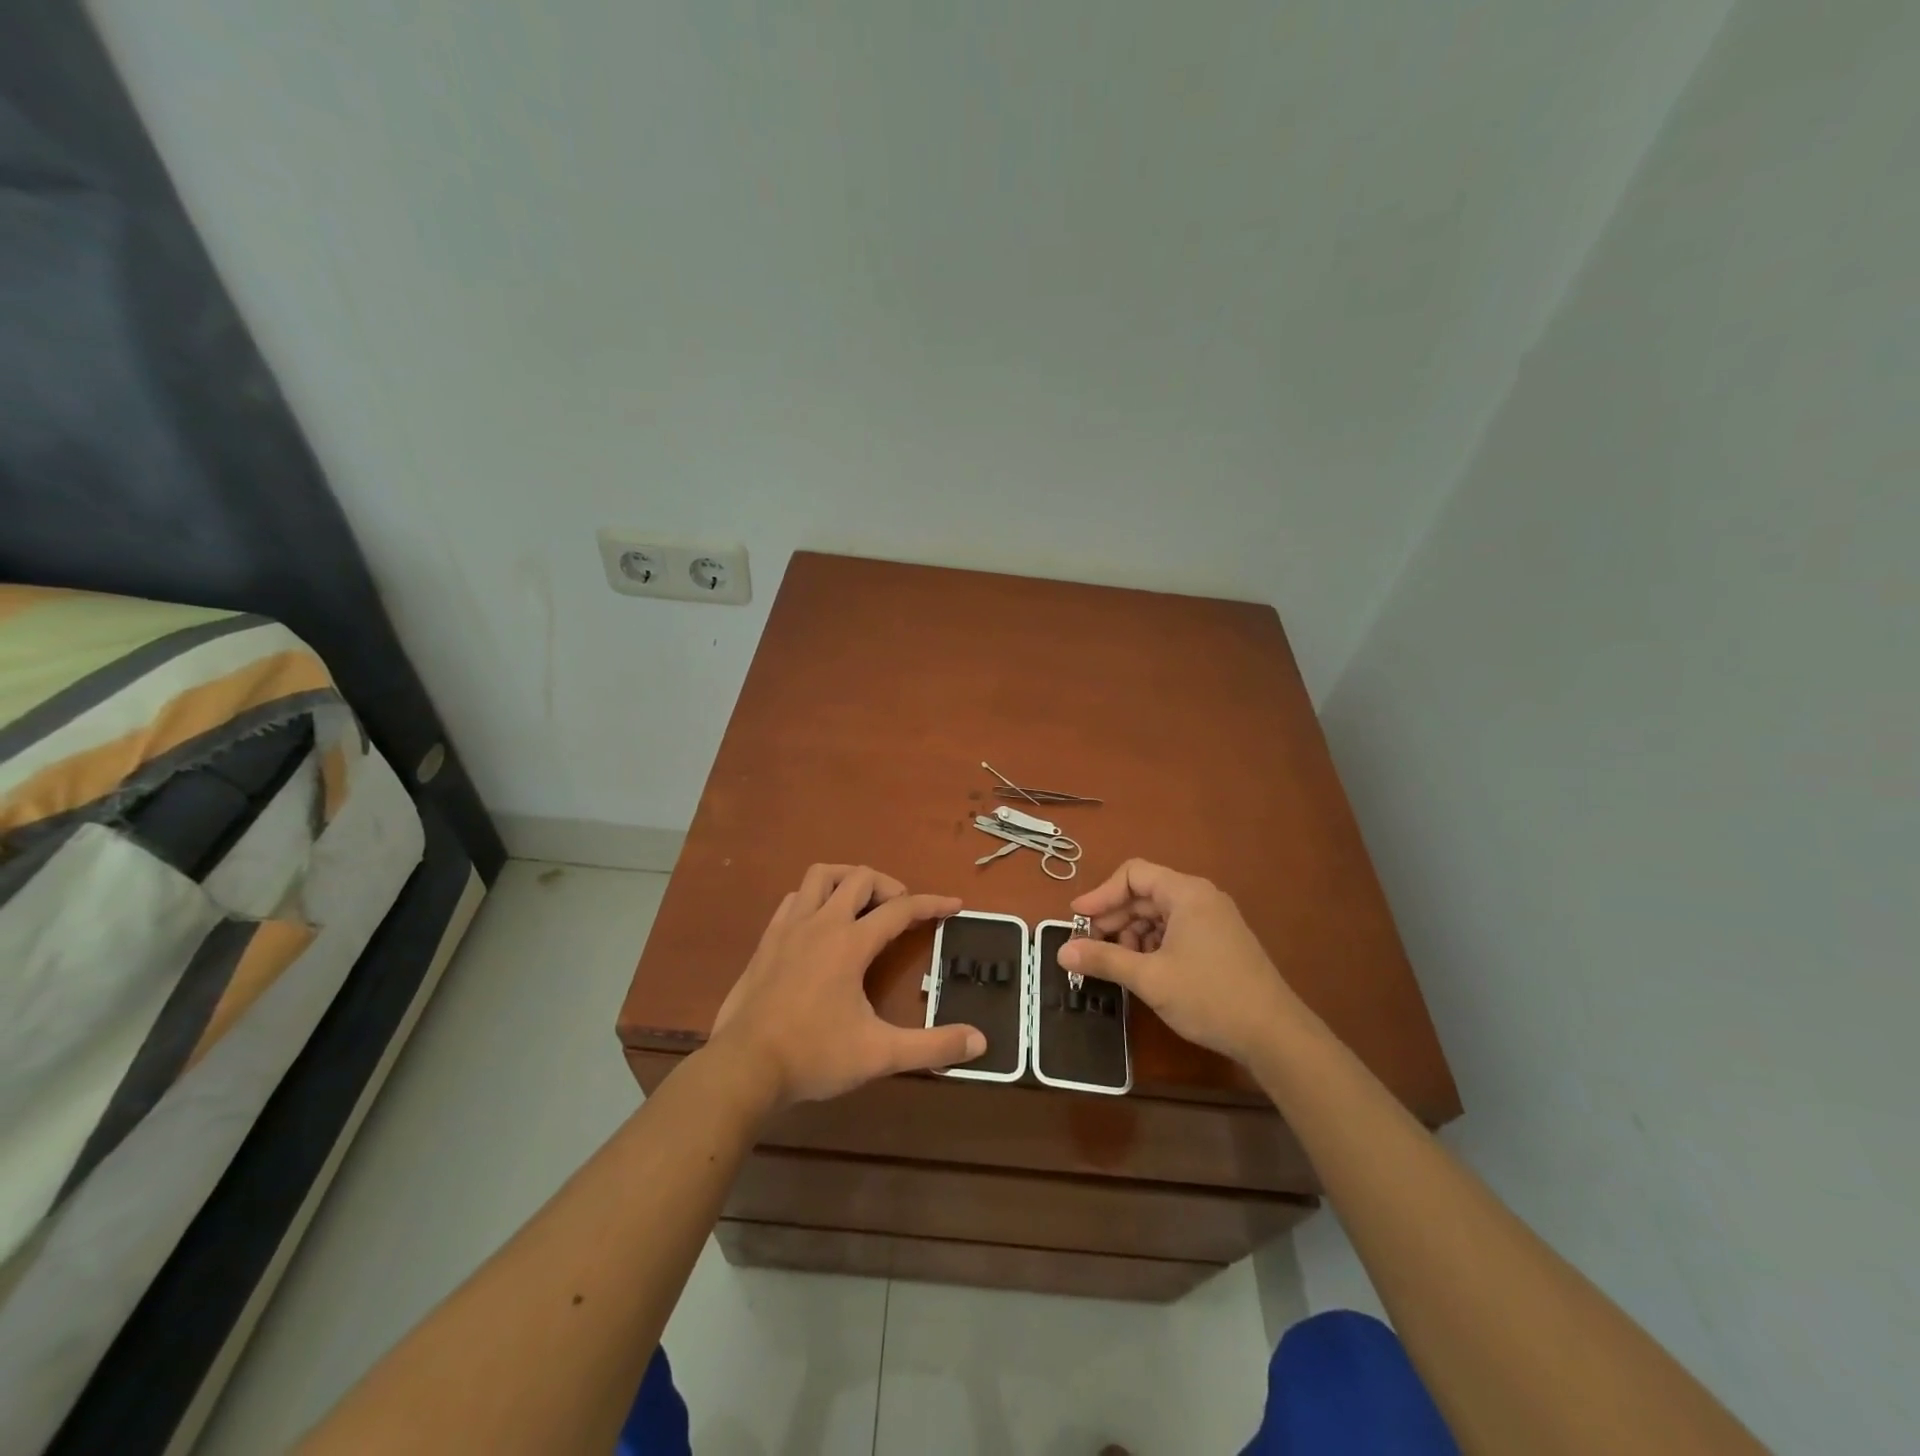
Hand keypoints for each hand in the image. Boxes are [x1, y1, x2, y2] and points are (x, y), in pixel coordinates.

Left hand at [708, 865, 983, 1108]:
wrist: (743, 1068)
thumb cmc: (814, 1056)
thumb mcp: (880, 1054)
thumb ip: (932, 1046)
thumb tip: (981, 1041)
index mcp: (850, 943)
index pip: (900, 909)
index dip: (932, 904)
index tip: (955, 905)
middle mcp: (821, 923)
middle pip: (860, 878)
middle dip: (889, 886)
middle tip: (903, 912)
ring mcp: (789, 928)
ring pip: (821, 876)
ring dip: (848, 880)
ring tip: (863, 904)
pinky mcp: (767, 941)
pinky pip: (794, 899)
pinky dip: (814, 898)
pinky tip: (820, 923)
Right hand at [1057, 858, 1315, 1067]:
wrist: (1275, 1036)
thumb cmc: (1209, 997)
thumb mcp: (1150, 978)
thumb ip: (1104, 959)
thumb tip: (1062, 953)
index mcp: (1186, 893)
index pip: (1133, 874)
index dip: (1101, 894)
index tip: (1077, 919)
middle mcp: (1201, 898)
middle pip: (1145, 894)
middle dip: (1114, 918)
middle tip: (1089, 947)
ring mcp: (1213, 921)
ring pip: (1159, 915)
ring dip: (1132, 934)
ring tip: (1117, 964)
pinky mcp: (1219, 943)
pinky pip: (1175, 931)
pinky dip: (1152, 945)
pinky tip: (1143, 971)